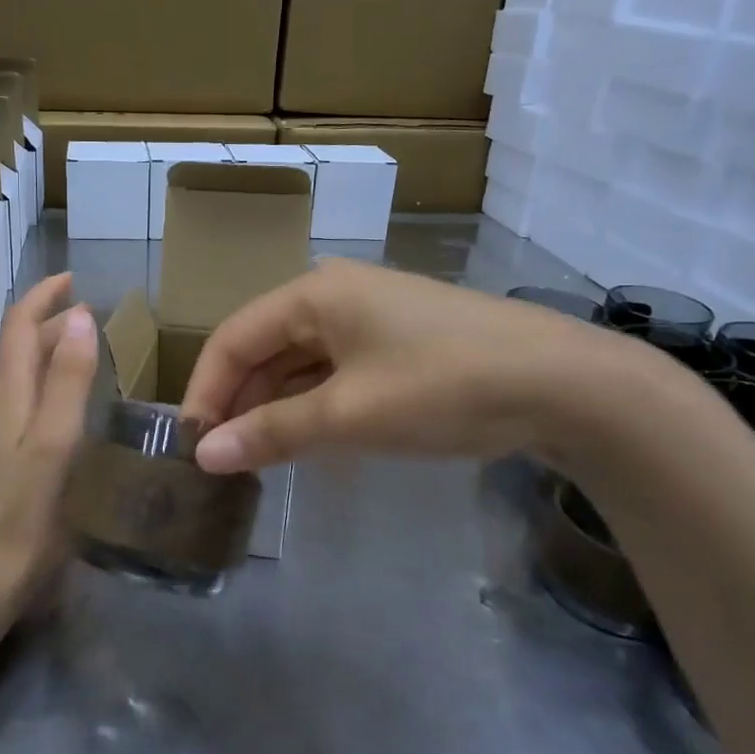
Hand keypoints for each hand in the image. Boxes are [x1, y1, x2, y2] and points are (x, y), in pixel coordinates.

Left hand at [0, 272, 98, 612]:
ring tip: (85, 353)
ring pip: (19, 376)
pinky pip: (20, 402)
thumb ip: (68, 379)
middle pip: (19, 348)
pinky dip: (44, 384)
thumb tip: (79, 316)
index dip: (43, 297)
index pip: (19, 326)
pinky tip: (65, 406)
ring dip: (47, 352)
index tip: (72, 280)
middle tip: (92, 318)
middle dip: (51, 322)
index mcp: (8, 395)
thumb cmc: (26, 511)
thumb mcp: (55, 441)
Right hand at [181, 259, 632, 472]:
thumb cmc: (443, 386)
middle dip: (238, 401)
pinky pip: (334, 371)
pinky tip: (303, 440)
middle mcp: (335, 294)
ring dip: (273, 406)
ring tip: (253, 458)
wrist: (564, 384)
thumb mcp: (349, 415)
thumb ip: (272, 433)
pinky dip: (312, 404)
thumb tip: (205, 455)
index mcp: (314, 293)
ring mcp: (370, 316)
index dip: (205, 391)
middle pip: (264, 347)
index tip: (190, 446)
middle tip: (219, 459)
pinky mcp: (398, 342)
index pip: (233, 338)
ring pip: (299, 362)